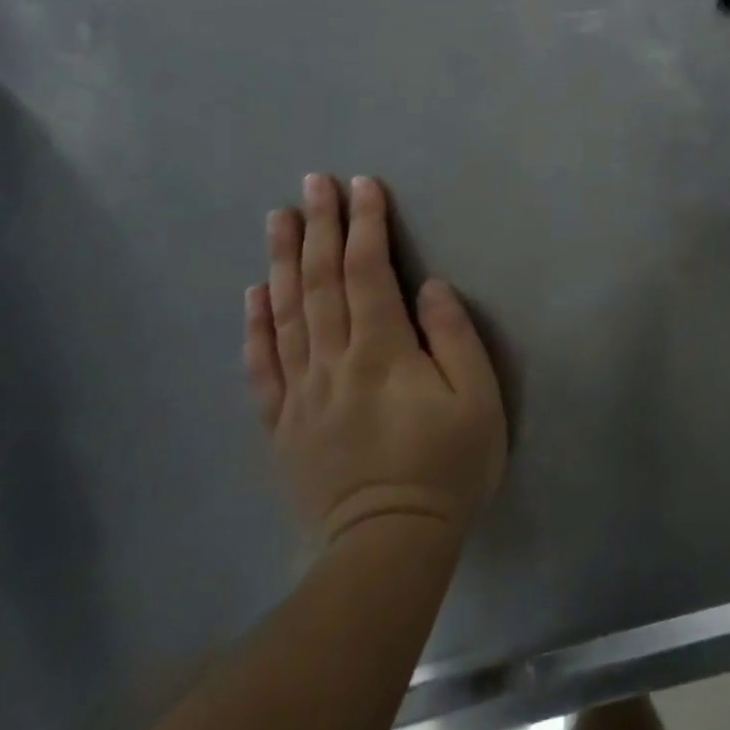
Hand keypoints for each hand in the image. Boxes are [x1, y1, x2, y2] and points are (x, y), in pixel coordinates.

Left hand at [242, 174, 506, 545]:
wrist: (389, 546)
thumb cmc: (447, 467)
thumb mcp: (477, 399)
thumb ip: (454, 337)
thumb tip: (428, 287)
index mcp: (382, 351)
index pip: (368, 272)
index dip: (365, 224)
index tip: (362, 184)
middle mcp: (333, 361)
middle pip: (319, 282)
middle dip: (318, 226)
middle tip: (312, 182)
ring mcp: (301, 393)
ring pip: (285, 314)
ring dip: (281, 261)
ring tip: (277, 218)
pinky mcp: (283, 424)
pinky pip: (263, 366)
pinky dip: (255, 326)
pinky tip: (252, 295)